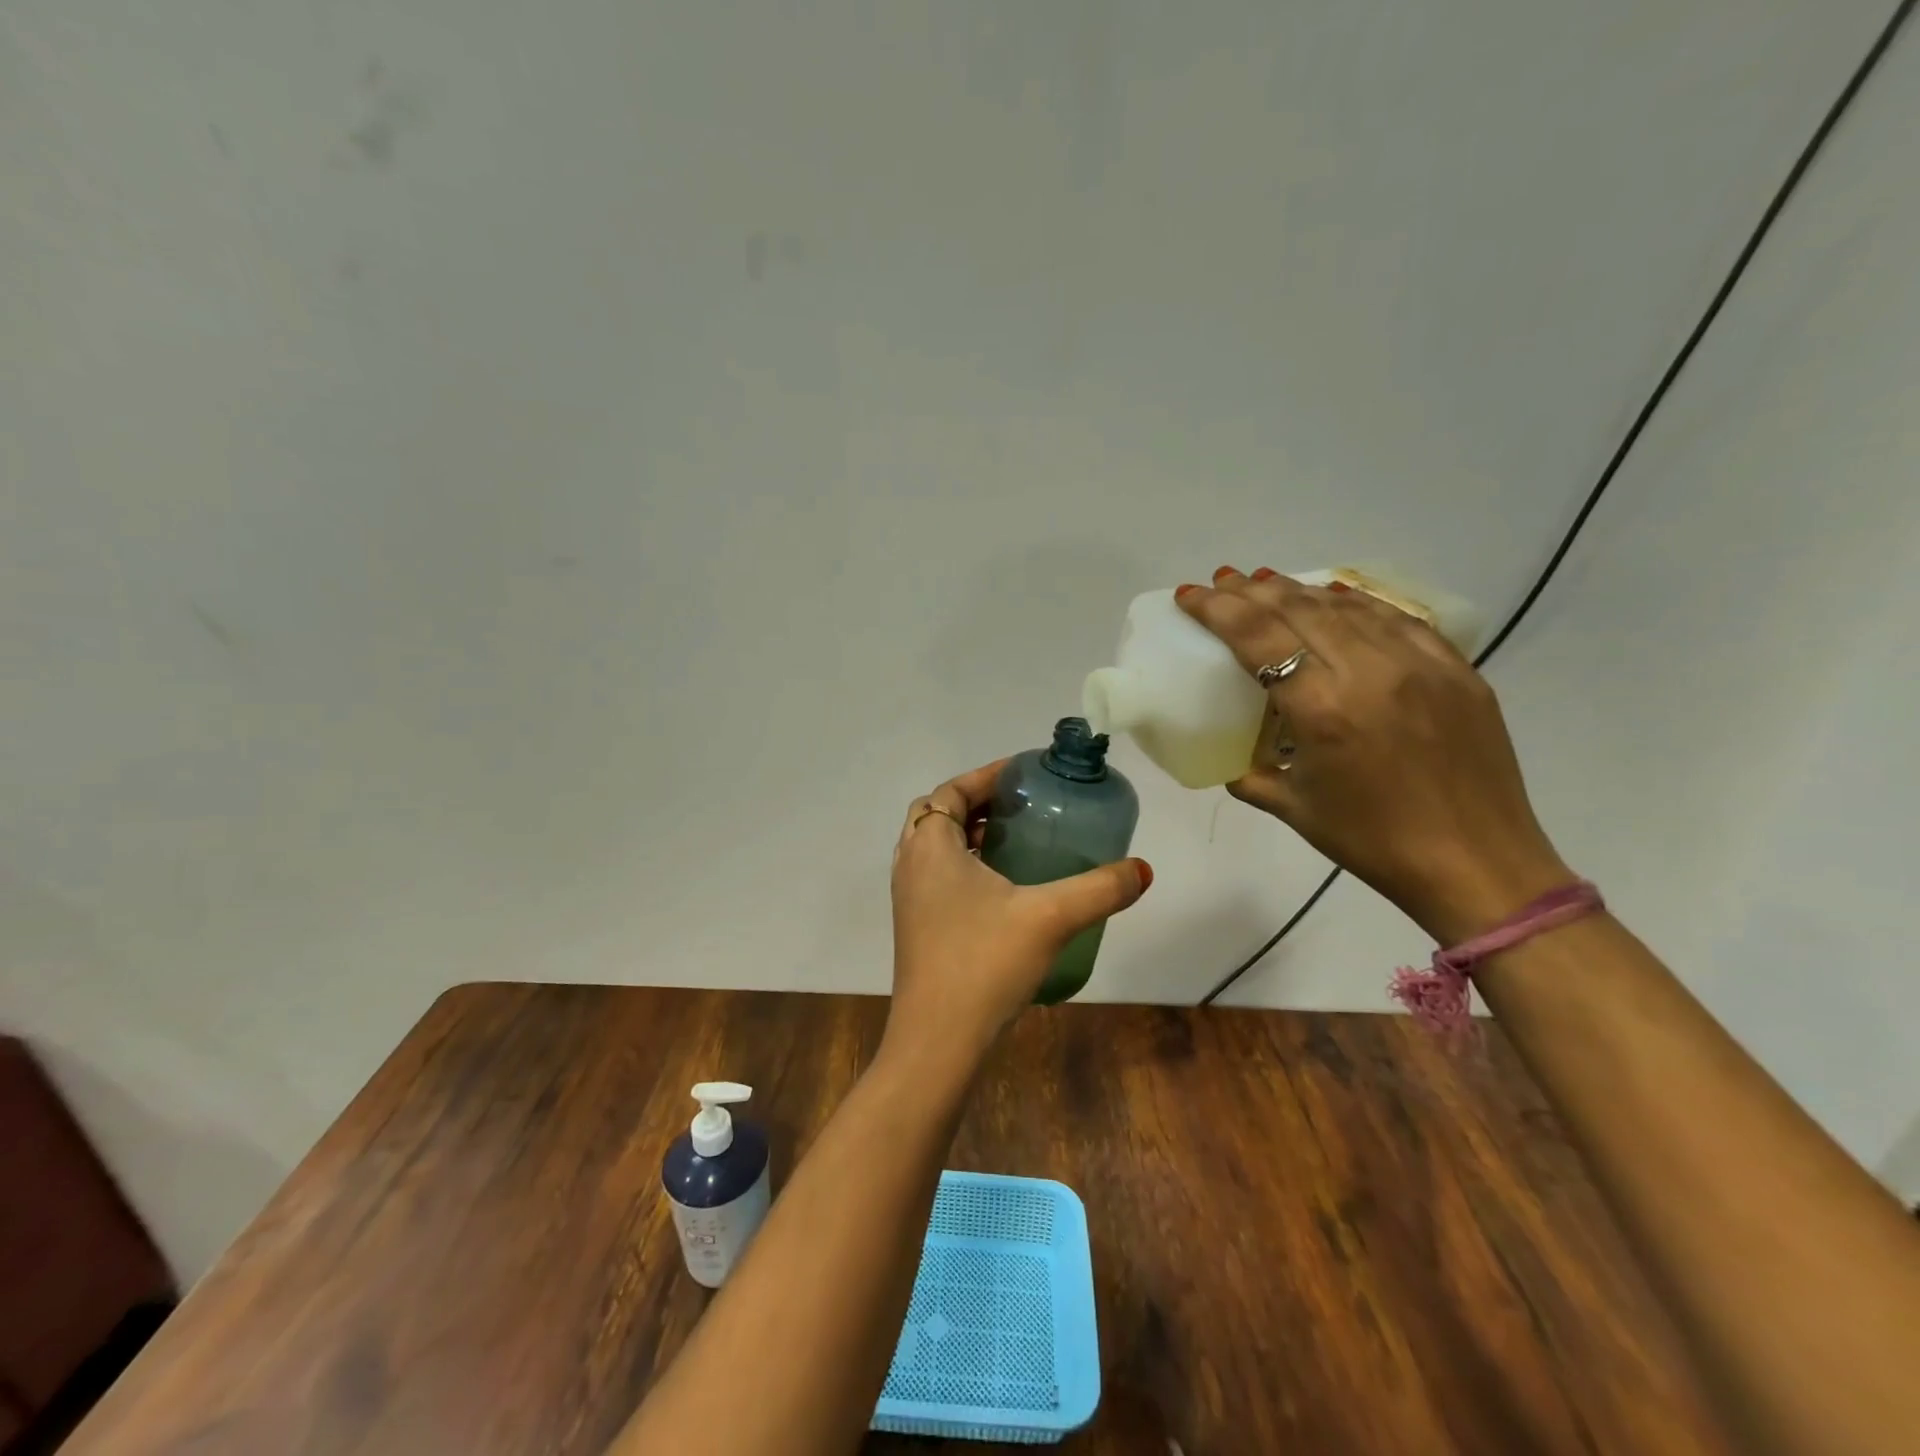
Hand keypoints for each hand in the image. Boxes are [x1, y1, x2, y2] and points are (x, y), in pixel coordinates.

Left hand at [885, 760, 1151, 1075]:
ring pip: (935, 847)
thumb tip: (1143, 870)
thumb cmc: (984, 963)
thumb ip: (1099, 889)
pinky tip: (1003, 889)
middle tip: (1021, 806)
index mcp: (931, 846)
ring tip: (1017, 841)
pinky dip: (963, 865)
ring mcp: (908, 898)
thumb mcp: (1050, 918)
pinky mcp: (915, 926)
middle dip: (977, 803)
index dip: (986, 776)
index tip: (1024, 773)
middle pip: (938, 814)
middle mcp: (911, 864)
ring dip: (969, 834)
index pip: (951, 791)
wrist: (938, 1041)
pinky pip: (937, 876)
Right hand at [1177, 567, 1571, 942]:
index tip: (1190, 594)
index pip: (1258, 636)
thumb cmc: (1374, 842)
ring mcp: (1420, 664)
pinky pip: (1395, 619)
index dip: (1218, 609)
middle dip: (1251, 590)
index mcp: (1323, 710)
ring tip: (1266, 583)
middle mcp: (1370, 672)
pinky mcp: (1455, 668)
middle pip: (1298, 609)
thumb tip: (1231, 760)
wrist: (1478, 864)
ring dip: (1298, 591)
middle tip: (1222, 581)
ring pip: (1346, 606)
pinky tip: (1334, 598)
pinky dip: (1355, 603)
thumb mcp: (1295, 810)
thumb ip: (1252, 777)